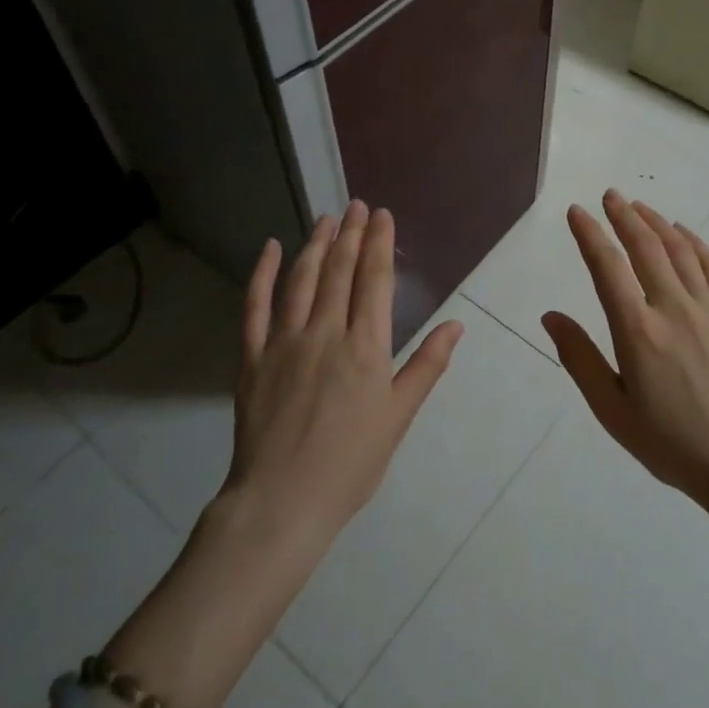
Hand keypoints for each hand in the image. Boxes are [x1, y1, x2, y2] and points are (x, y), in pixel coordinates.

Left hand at [226, 202, 463, 545]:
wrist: (282, 501)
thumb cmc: (350, 463)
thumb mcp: (399, 417)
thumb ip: (426, 366)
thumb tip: (455, 324)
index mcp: (364, 348)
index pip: (374, 281)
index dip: (379, 244)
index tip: (382, 215)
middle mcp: (325, 333)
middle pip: (340, 271)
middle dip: (351, 234)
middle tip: (357, 206)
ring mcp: (285, 342)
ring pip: (302, 280)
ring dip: (315, 245)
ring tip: (326, 218)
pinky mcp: (253, 357)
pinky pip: (255, 307)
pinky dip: (262, 274)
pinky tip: (270, 249)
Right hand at [541, 189, 708, 509]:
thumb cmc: (671, 443)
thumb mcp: (613, 411)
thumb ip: (580, 359)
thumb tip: (550, 316)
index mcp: (638, 332)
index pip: (607, 268)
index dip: (590, 234)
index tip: (576, 211)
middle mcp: (672, 309)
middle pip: (645, 247)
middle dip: (623, 216)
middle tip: (609, 195)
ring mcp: (708, 309)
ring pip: (678, 250)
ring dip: (655, 222)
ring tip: (638, 206)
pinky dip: (694, 242)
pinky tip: (682, 233)